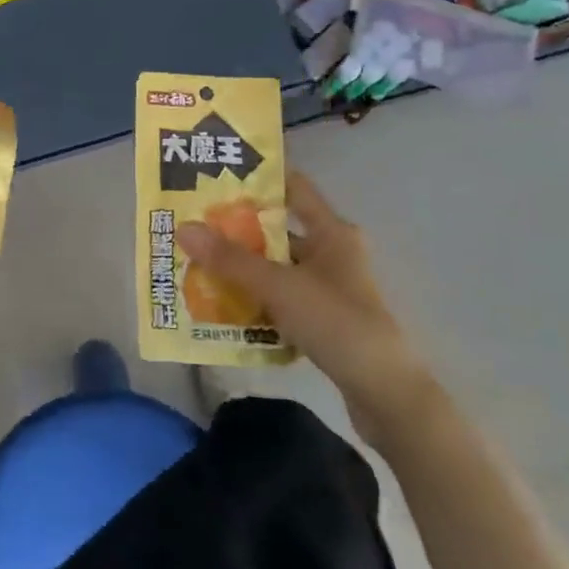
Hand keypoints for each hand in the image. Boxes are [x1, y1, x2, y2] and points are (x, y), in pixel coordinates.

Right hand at [178, 170, 433, 432]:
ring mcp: (327, 287)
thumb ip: (231, 259)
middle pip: (276, 230)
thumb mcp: (279, 287)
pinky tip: (220, 304)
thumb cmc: (337, 324)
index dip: (258, 177)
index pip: (293, 187)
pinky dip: (253, 298)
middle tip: (191, 223)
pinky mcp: (321, 318)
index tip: (216, 174)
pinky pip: (278, 297)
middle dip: (235, 229)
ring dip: (241, 267)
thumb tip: (183, 227)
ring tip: (195, 263)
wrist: (385, 394)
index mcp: (332, 232)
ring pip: (275, 266)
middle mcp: (331, 252)